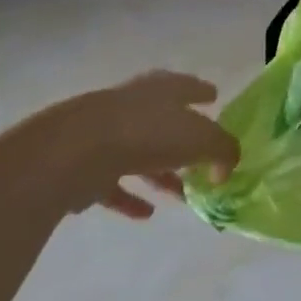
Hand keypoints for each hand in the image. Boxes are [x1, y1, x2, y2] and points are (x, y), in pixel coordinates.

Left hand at [16, 71, 236, 218]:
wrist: (76, 151)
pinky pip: (114, 184)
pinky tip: (145, 215)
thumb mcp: (203, 139)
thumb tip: (224, 168)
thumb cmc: (148, 134)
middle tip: (202, 158)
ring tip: (180, 196)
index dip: (202, 92)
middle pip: (164, 121)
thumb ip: (223, 151)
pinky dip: (131, 198)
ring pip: (141, 154)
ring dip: (160, 174)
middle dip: (184, 140)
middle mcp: (135, 105)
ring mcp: (107, 135)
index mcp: (163, 89)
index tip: (214, 98)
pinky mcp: (85, 166)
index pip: (188, 86)